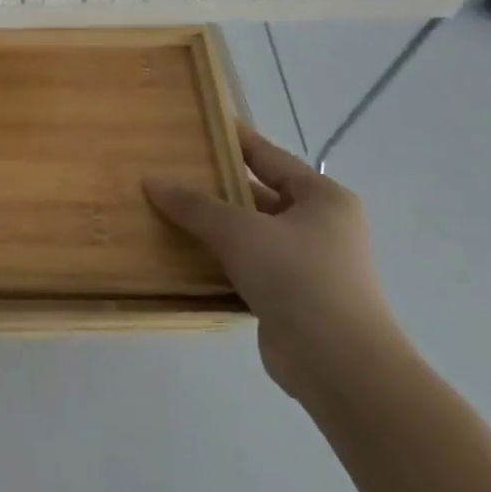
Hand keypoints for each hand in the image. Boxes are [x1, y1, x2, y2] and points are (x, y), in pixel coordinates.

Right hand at [144, 124, 400, 401]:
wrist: (339, 365)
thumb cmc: (298, 278)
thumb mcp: (239, 231)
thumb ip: (194, 204)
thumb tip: (152, 181)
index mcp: (322, 198)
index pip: (269, 157)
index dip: (233, 140)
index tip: (196, 126)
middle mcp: (320, 226)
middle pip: (258, 195)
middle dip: (215, 187)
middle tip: (168, 172)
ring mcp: (307, 265)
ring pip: (250, 234)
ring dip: (213, 227)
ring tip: (164, 210)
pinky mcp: (291, 298)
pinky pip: (247, 267)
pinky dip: (219, 260)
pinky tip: (181, 255)